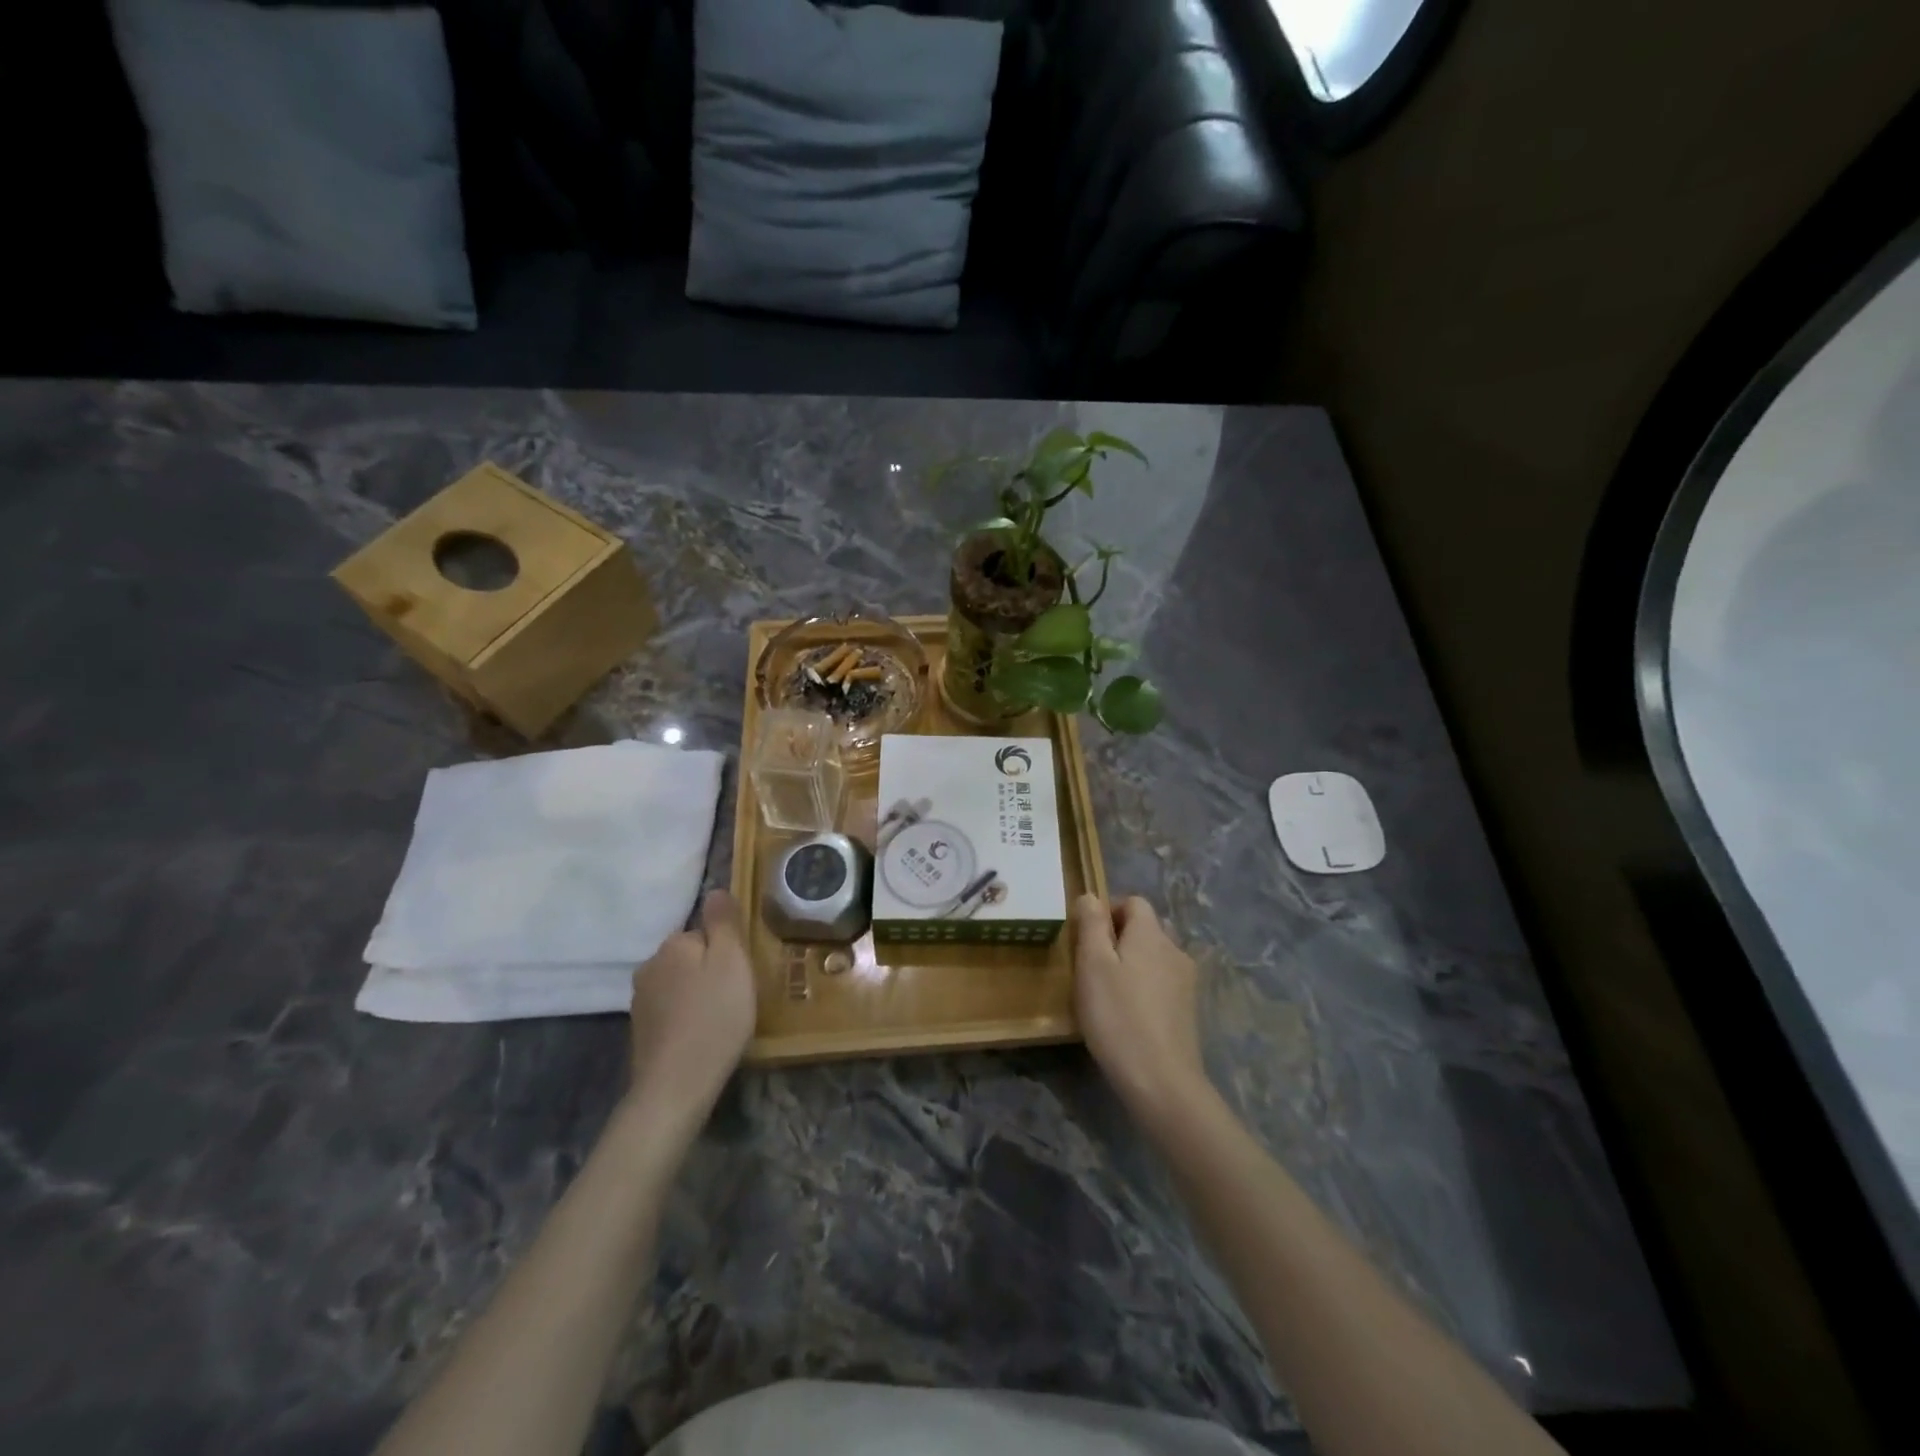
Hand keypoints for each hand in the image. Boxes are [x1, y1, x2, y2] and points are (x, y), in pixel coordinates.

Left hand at [627, 890, 756, 1120]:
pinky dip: (687, 1018)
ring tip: (721, 1020)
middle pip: (690, 957)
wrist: (677, 1085)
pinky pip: (671, 1012)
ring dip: (698, 995)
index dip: (728, 952)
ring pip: (680, 985)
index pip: (705, 933)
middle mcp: (649, 966)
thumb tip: (715, 890)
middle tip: (736, 998)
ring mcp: (640, 1001)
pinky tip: (702, 1037)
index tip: (742, 975)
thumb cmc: (714, 1016)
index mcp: (673, 944)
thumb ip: (724, 922)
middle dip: (710, 972)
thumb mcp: (732, 961)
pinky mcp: (641, 1033)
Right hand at [1073, 894, 1207, 1131]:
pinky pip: (1162, 983)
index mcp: (1151, 934)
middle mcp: (1174, 949)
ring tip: (1108, 992)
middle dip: (1119, 937)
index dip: (1108, 910)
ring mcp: (1186, 981)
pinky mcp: (1188, 1010)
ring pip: (1155, 956)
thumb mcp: (1092, 965)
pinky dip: (1144, 987)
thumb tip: (1090, 896)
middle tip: (1092, 965)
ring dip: (1132, 963)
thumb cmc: (1118, 1016)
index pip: (1134, 901)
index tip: (1085, 937)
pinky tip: (1128, 1014)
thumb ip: (1091, 925)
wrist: (1162, 1081)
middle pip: (1146, 928)